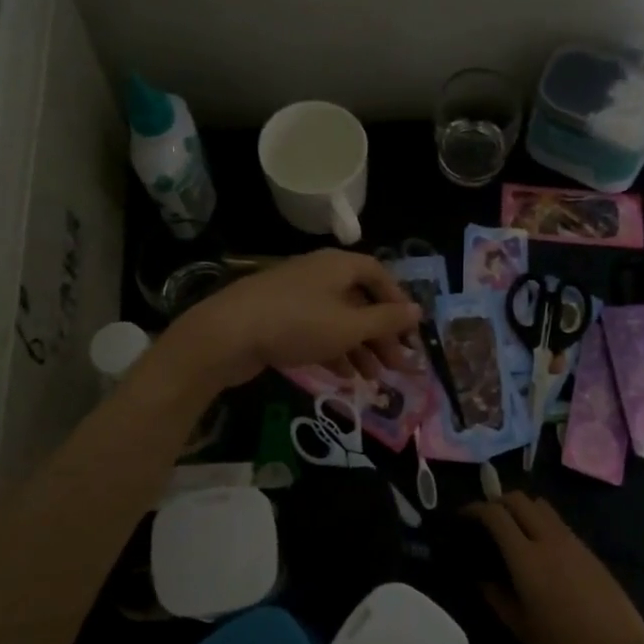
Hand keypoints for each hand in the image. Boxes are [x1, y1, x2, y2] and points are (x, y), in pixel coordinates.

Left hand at [165, 250, 422, 390]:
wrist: (226, 334)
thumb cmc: (297, 324)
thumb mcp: (349, 325)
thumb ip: (386, 320)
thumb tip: (417, 310)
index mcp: (338, 265)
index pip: (379, 274)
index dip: (398, 302)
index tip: (410, 333)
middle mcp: (319, 274)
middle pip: (360, 301)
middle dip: (381, 334)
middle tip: (397, 366)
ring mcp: (296, 296)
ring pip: (339, 320)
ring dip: (360, 348)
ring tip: (374, 378)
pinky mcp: (278, 318)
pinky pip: (316, 331)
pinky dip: (334, 351)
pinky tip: (345, 377)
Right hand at [463, 492, 643, 643]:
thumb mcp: (524, 632)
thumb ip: (499, 600)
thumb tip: (483, 580)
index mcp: (527, 559)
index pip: (496, 515)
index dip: (476, 509)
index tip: (463, 517)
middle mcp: (550, 541)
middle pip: (520, 500)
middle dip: (498, 502)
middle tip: (486, 521)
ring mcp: (575, 544)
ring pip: (543, 507)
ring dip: (523, 510)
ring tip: (513, 532)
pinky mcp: (591, 553)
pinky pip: (560, 525)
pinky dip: (543, 525)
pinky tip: (541, 552)